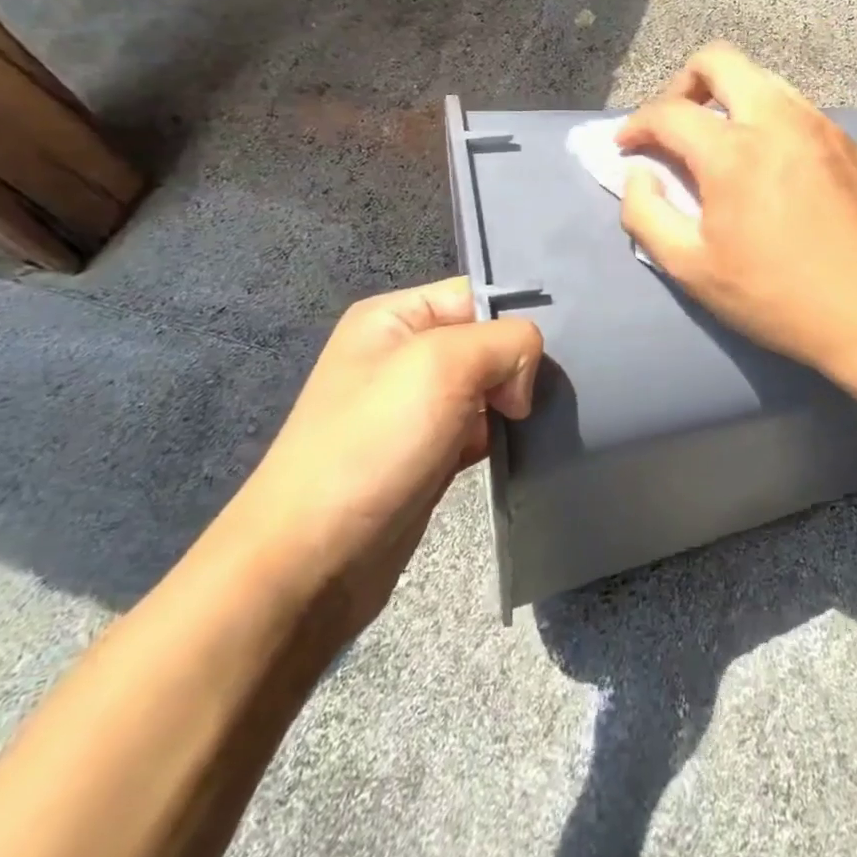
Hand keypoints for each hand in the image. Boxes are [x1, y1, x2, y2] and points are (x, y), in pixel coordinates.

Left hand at [227, 278, 539, 634]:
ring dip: (513, 402)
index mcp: (393, 317)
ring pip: (488, 385)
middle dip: (518, 364)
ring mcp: (414, 407)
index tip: (545, 357)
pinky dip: (501, 435)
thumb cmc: (374, 444)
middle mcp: (402, 354)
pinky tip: (518, 448)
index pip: (476, 294)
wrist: (311, 562)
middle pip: (486, 339)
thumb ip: (505, 341)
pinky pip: (480, 427)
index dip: (513, 319)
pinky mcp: (427, 453)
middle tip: (540, 395)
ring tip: (536, 421)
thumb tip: (523, 379)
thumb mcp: (444, 364)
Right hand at [616, 42, 856, 385]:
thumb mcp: (692, 270)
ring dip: (730, 97)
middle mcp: (778, 121)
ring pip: (764, 78)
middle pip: (719, 60)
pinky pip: (798, 108)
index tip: (627, 145)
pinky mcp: (850, 142)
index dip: (636, 123)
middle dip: (683, 83)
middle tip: (675, 123)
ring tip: (721, 140)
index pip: (669, 111)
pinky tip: (771, 163)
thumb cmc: (776, 297)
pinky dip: (768, 119)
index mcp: (733, 151)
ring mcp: (821, 126)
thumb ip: (646, 216)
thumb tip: (639, 176)